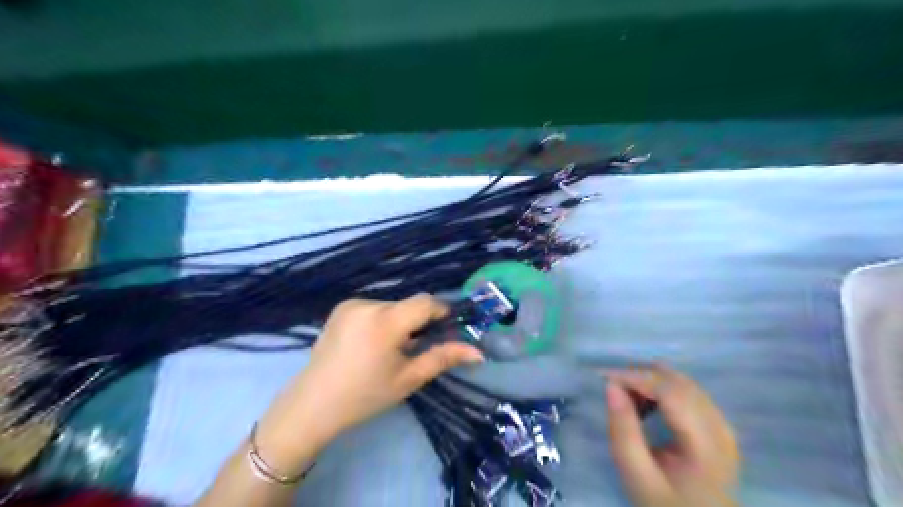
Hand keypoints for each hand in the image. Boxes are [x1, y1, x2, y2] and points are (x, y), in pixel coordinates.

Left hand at [264, 294, 486, 450]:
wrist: (313, 405)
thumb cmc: (365, 395)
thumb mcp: (409, 378)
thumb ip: (443, 358)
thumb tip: (478, 352)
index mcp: (385, 321)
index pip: (425, 302)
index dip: (442, 311)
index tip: (449, 327)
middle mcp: (368, 304)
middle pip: (407, 305)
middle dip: (418, 322)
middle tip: (416, 348)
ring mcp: (351, 304)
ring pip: (391, 306)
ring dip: (399, 321)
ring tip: (390, 349)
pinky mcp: (340, 308)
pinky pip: (373, 308)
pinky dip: (381, 320)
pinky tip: (371, 343)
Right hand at [603, 365, 735, 506]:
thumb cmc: (664, 504)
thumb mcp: (636, 474)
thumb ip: (623, 430)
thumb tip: (611, 386)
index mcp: (705, 444)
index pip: (670, 392)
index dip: (636, 377)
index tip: (604, 378)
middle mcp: (720, 428)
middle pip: (678, 382)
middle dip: (641, 376)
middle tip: (613, 388)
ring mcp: (723, 425)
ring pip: (683, 382)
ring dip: (651, 381)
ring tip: (627, 398)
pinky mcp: (718, 425)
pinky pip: (688, 392)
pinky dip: (662, 389)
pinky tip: (646, 404)